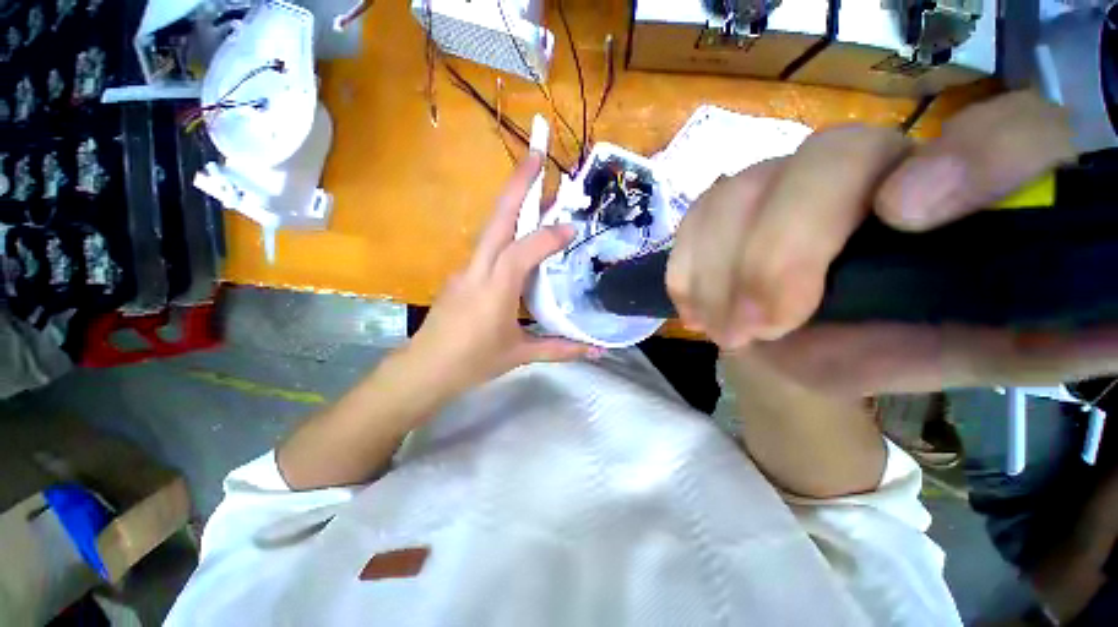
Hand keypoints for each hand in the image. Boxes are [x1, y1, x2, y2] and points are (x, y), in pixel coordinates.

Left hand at [405, 152, 599, 397]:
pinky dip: (506, 234)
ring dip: (512, 204)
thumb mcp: (520, 354)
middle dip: (517, 185)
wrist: (425, 369)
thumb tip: (595, 351)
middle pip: (497, 219)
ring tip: (534, 187)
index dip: (548, 236)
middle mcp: (478, 270)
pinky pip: (487, 248)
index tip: (572, 228)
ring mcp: (466, 269)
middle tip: (537, 155)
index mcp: (495, 289)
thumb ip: (559, 348)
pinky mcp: (461, 275)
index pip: (523, 252)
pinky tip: (520, 238)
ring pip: (491, 229)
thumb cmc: (473, 362)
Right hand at [667, 91, 1117, 397]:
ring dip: (721, 272)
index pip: (1006, 131)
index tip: (907, 217)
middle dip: (782, 252)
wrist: (795, 342)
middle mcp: (868, 164)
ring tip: (726, 331)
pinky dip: (688, 269)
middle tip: (762, 326)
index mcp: (956, 190)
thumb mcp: (962, 350)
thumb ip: (1033, 336)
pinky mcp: (723, 205)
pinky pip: (694, 222)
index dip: (971, 158)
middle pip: (826, 161)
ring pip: (737, 194)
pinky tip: (696, 307)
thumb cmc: (885, 345)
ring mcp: (779, 179)